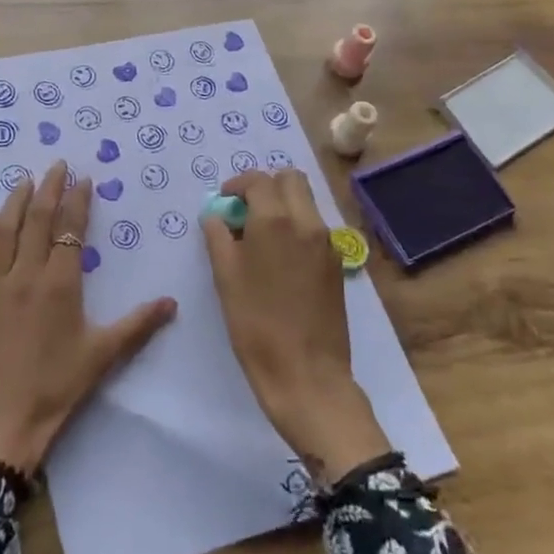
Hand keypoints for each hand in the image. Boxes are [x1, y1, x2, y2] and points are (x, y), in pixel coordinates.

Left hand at [0, 161, 177, 474]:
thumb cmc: (53, 390)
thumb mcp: (101, 357)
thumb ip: (137, 325)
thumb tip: (172, 302)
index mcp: (60, 285)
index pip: (70, 231)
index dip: (78, 202)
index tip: (83, 179)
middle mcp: (25, 275)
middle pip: (36, 220)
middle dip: (48, 188)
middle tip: (56, 164)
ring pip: (3, 230)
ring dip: (14, 201)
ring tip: (23, 180)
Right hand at [202, 169, 390, 487]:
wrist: (307, 374)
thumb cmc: (256, 325)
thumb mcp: (225, 277)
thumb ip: (218, 236)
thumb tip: (217, 216)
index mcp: (276, 220)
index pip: (258, 180)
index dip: (237, 185)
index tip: (223, 203)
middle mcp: (308, 222)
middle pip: (290, 179)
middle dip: (265, 186)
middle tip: (244, 211)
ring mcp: (328, 243)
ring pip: (306, 201)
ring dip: (282, 205)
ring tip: (259, 236)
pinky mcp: (337, 264)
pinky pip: (315, 227)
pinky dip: (296, 226)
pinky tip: (278, 258)